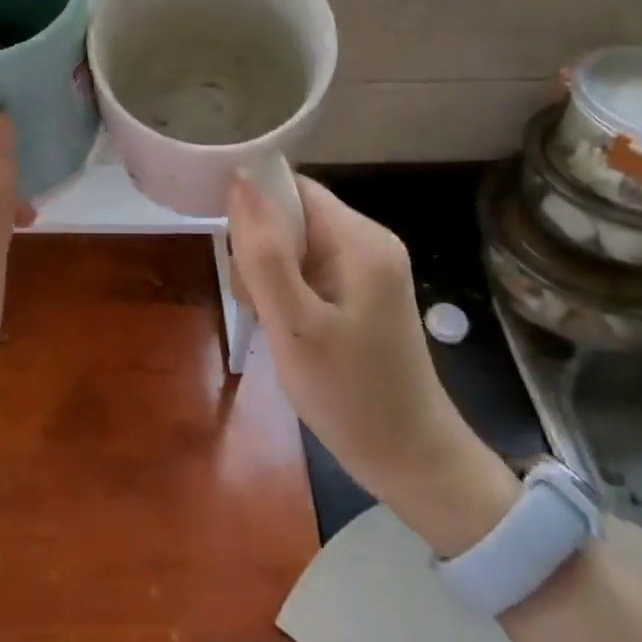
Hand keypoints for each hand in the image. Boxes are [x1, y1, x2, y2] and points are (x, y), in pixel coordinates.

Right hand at [227, 174, 515, 550]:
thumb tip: (239, 180)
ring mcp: (366, 268)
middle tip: (256, 304)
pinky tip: (284, 328)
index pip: (291, 188)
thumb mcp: (295, 326)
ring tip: (270, 323)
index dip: (252, 207)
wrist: (410, 461)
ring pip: (293, 244)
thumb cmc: (350, 395)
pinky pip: (307, 270)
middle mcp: (368, 241)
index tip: (231, 252)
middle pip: (291, 215)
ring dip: (268, 275)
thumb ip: (264, 253)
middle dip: (259, 250)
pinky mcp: (360, 292)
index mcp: (360, 239)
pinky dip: (285, 292)